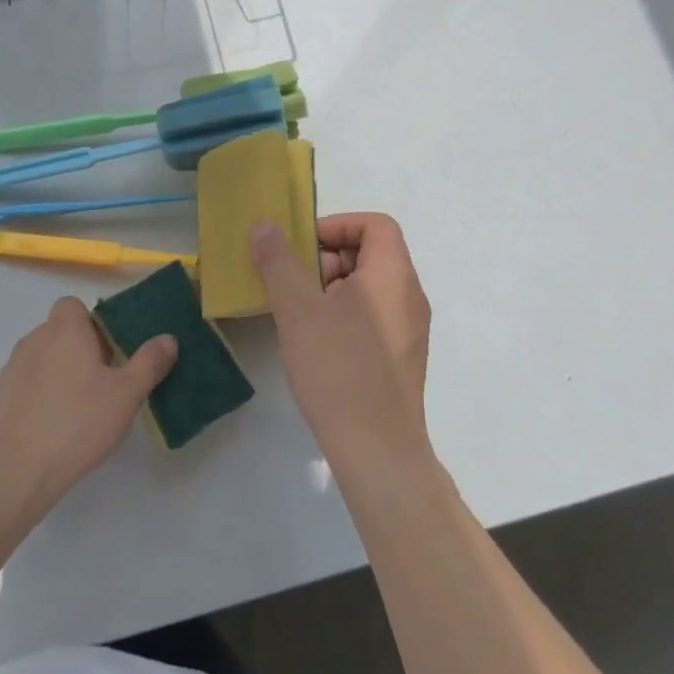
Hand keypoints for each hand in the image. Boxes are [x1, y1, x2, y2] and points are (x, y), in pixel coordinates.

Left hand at [0, 297, 175, 529]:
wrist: (14, 471)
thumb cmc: (77, 423)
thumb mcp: (126, 395)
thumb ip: (149, 363)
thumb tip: (168, 338)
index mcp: (64, 330)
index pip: (73, 305)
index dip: (92, 324)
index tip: (110, 352)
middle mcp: (33, 340)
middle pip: (59, 332)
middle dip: (80, 350)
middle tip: (103, 384)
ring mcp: (10, 370)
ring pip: (41, 359)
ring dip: (59, 373)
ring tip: (79, 410)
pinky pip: (25, 386)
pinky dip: (39, 397)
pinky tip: (52, 429)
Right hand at [251, 212, 433, 471]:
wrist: (377, 449)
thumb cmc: (338, 368)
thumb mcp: (298, 309)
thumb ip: (279, 262)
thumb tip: (264, 225)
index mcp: (393, 275)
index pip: (375, 224)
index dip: (337, 225)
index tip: (301, 247)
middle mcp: (409, 296)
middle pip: (371, 253)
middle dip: (327, 258)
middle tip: (292, 282)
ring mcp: (408, 330)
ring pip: (368, 287)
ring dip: (330, 287)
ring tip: (297, 313)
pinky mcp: (400, 358)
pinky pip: (372, 316)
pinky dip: (342, 313)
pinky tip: (315, 341)